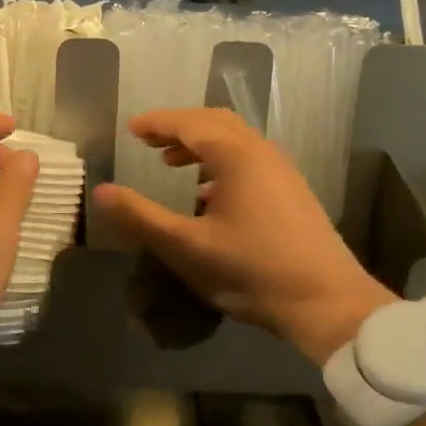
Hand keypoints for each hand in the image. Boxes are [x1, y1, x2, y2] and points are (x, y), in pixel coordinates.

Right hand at [91, 107, 394, 363]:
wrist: (326, 303)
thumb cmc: (252, 271)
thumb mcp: (186, 247)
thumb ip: (141, 217)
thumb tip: (100, 191)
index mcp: (237, 157)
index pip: (190, 123)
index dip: (157, 123)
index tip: (130, 129)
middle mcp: (262, 153)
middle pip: (215, 123)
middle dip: (179, 127)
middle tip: (148, 141)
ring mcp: (282, 172)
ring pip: (235, 141)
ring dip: (200, 144)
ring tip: (171, 164)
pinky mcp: (291, 193)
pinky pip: (249, 160)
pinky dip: (220, 162)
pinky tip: (207, 195)